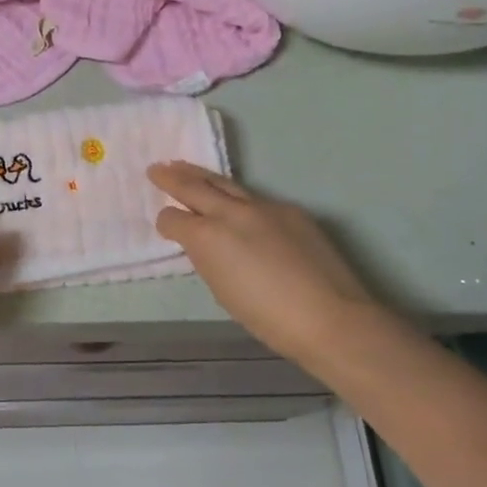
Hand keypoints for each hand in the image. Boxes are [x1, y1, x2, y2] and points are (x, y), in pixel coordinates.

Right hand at [150, 162, 381, 367]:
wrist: (330, 316)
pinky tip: (238, 206)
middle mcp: (231, 212)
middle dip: (172, 178)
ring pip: (225, 184)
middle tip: (156, 168)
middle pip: (194, 187)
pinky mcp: (290, 211)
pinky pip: (256, 198)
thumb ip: (209, 260)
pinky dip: (238, 198)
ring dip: (202, 176)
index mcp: (208, 237)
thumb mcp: (223, 290)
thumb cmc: (268, 318)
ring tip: (185, 168)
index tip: (165, 225)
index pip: (174, 219)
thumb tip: (206, 245)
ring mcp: (264, 206)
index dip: (166, 222)